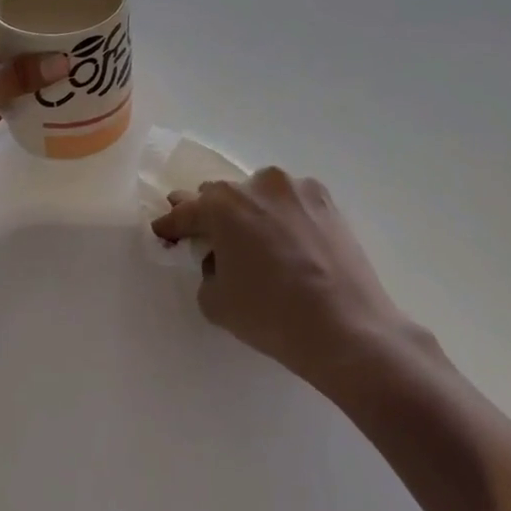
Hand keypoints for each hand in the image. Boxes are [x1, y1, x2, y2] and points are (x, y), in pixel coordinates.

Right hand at [150, 168, 408, 394]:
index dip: (172, 224)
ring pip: (262, 196)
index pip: (186, 211)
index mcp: (224, 205)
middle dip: (213, 214)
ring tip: (259, 244)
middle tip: (210, 236)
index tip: (164, 231)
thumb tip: (221, 258)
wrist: (346, 327)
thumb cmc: (271, 316)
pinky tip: (292, 245)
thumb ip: (208, 269)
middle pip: (224, 195)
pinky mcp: (327, 201)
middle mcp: (259, 183)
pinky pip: (293, 204)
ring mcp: (297, 189)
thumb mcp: (216, 302)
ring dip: (253, 213)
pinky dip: (285, 218)